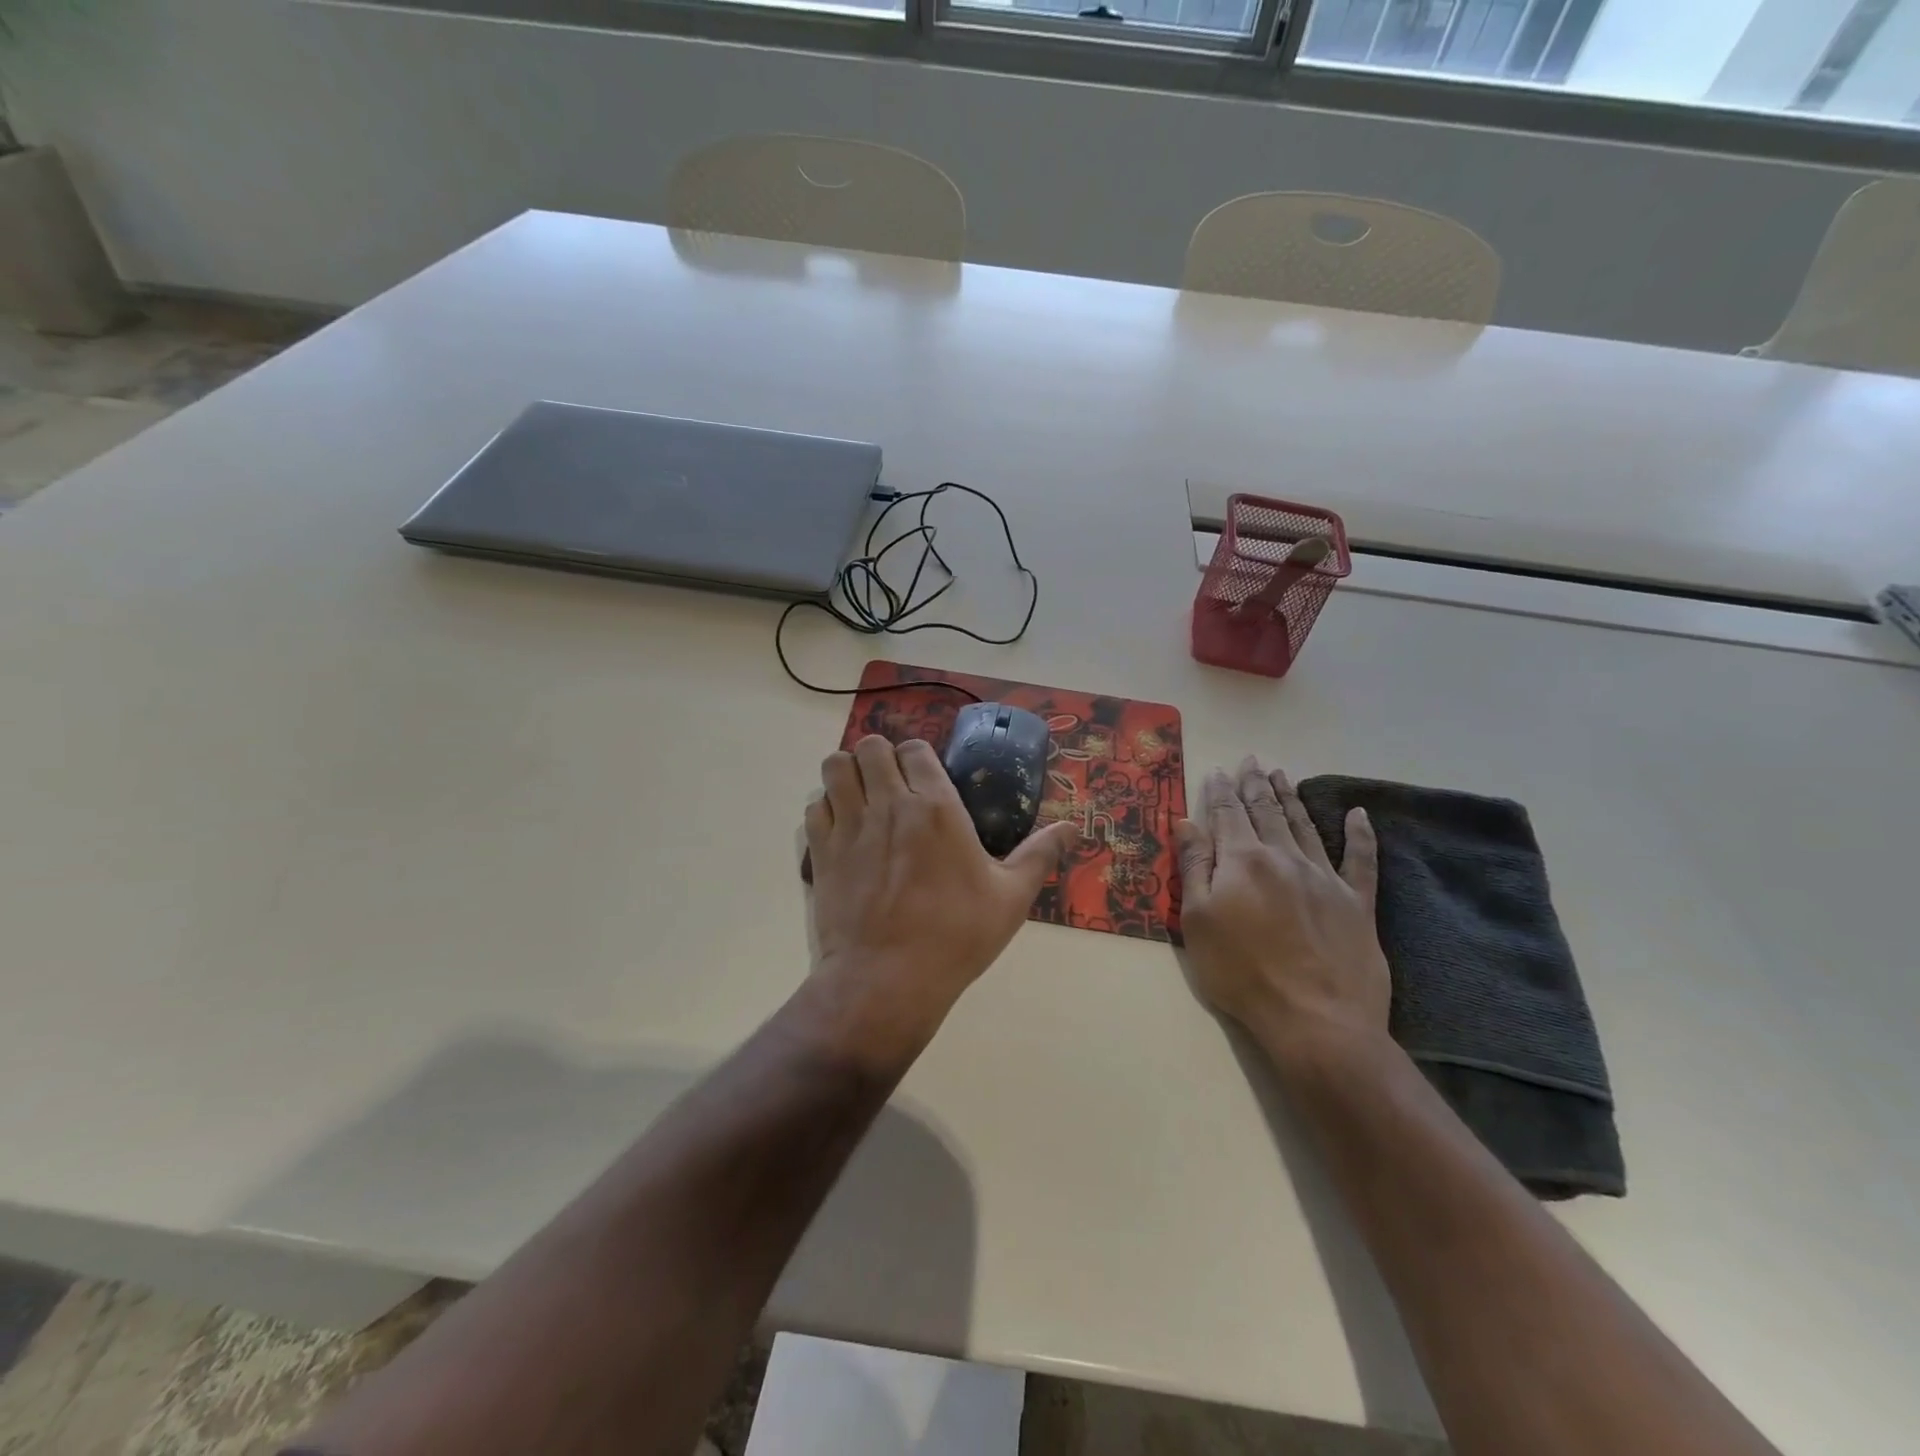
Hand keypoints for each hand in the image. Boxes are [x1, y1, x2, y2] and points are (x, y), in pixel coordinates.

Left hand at [803, 735, 1076, 1067]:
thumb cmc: (955, 936)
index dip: (918, 756)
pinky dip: (825, 806)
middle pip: (870, 747)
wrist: (886, 980)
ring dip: (848, 772)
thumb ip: (1040, 855)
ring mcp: (849, 826)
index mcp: (935, 806)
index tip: (925, 776)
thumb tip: (1073, 827)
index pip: (915, 749)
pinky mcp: (821, 851)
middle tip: (892, 783)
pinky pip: (814, 805)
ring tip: (862, 795)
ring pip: (835, 767)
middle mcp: (888, 804)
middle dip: (880, 756)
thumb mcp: (1011, 898)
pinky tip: (841, 828)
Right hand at [1176, 758, 1388, 1066]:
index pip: (1228, 814)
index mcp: (1243, 860)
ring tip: (1282, 775)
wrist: (1315, 1020)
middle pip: (1266, 811)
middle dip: (1255, 784)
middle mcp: (1284, 857)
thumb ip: (1194, 866)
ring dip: (1291, 798)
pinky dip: (1360, 834)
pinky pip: (1360, 859)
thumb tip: (1186, 821)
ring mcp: (1324, 877)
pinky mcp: (1356, 902)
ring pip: (1304, 825)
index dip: (1220, 791)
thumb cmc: (1241, 972)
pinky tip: (1358, 814)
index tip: (1218, 770)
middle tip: (1251, 760)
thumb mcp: (1198, 920)